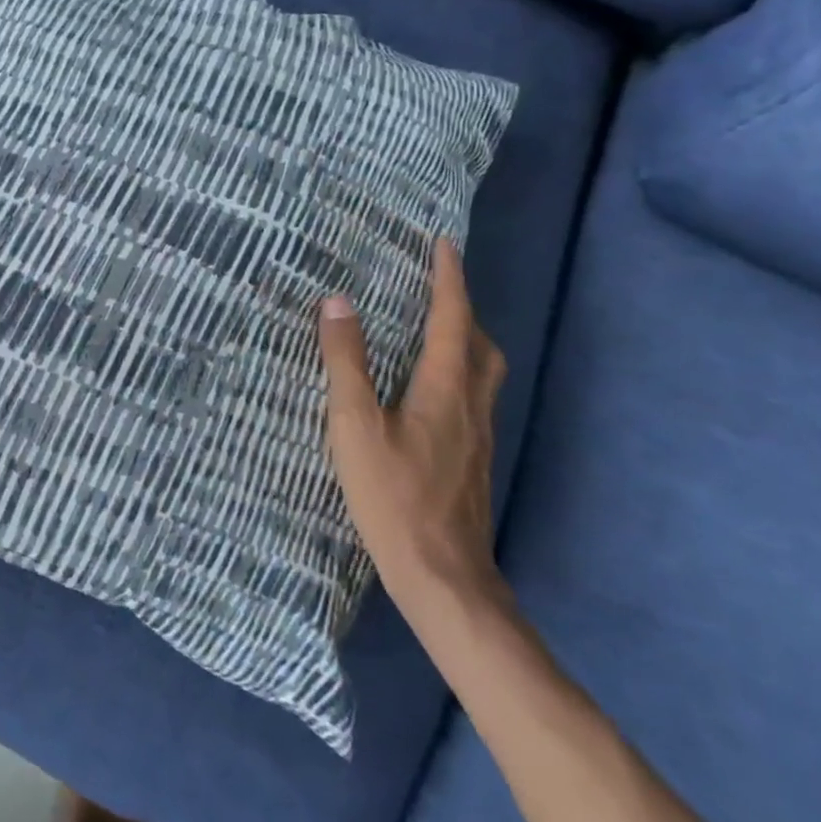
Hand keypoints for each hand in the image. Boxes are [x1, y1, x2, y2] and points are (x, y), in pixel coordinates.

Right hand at [318, 238, 509, 615]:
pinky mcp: (472, 462)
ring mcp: (477, 437)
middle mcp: (472, 406)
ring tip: (433, 333)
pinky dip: (459, 374)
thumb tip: (337, 302)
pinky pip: (473, 399)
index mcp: (446, 389)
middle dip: (464, 310)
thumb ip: (346, 362)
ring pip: (483, 375)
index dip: (449, 279)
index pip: (453, 319)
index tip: (444, 244)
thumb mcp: (354, 424)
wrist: (443, 577)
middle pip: (483, 346)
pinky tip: (428, 394)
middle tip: (437, 290)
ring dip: (466, 342)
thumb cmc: (393, 495)